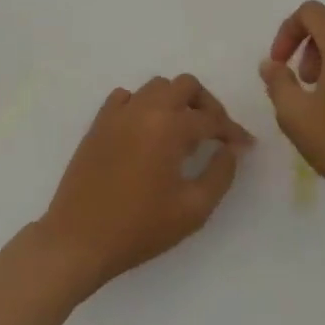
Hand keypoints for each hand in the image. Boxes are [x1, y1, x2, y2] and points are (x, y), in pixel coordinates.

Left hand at [40, 75, 254, 291]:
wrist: (79, 239)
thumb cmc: (139, 227)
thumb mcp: (193, 209)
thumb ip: (220, 174)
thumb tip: (229, 150)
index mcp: (170, 127)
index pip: (211, 118)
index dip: (233, 131)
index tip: (245, 146)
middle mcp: (145, 109)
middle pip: (185, 85)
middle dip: (206, 104)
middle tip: (215, 132)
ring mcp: (118, 113)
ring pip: (155, 87)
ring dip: (175, 101)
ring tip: (182, 132)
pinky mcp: (98, 123)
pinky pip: (125, 97)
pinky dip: (142, 105)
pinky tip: (146, 130)